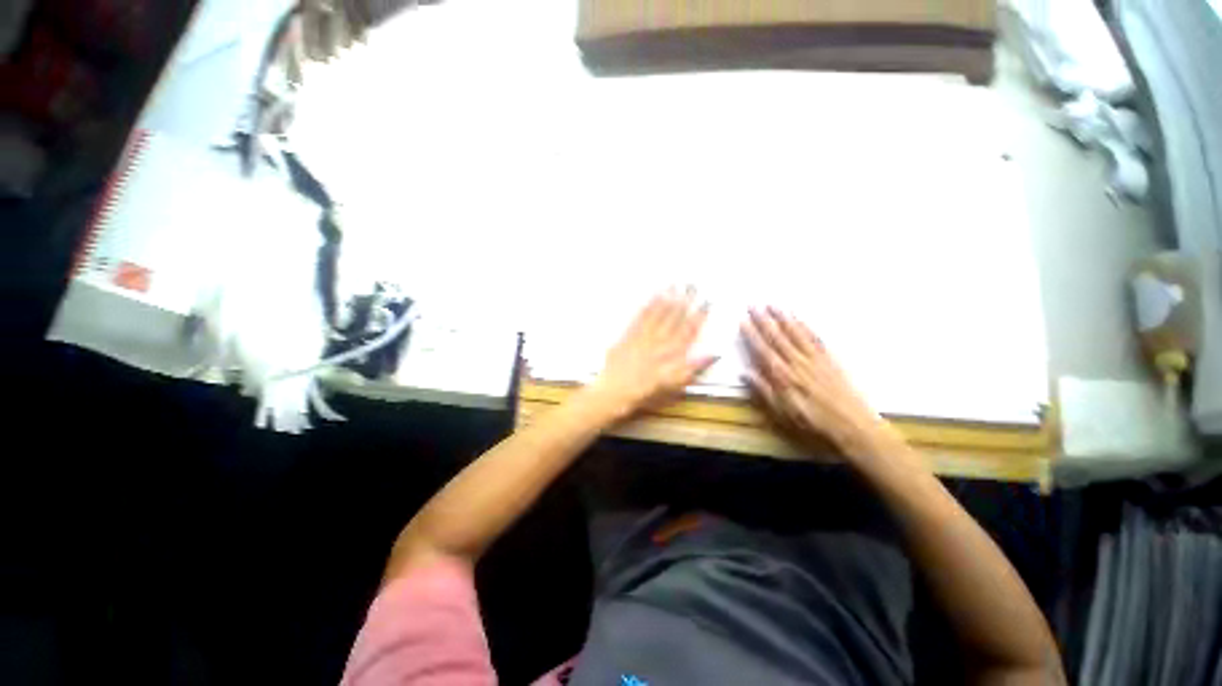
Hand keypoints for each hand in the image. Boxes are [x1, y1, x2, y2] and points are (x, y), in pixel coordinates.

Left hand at [588, 288, 717, 421]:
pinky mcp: (628, 335)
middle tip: (693, 284)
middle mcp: (659, 341)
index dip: (699, 315)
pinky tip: (653, 295)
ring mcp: (643, 336)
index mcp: (672, 354)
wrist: (614, 392)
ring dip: (667, 299)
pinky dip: (647, 306)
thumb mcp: (673, 385)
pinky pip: (640, 317)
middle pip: (674, 319)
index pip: (689, 331)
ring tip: (676, 284)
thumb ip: (693, 368)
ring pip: (658, 315)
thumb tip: (714, 354)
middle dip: (685, 301)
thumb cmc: (645, 393)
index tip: (707, 301)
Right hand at [741, 307, 899, 463]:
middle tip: (754, 304)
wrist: (853, 426)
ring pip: (796, 334)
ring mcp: (815, 359)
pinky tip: (800, 318)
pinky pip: (815, 339)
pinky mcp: (830, 360)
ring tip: (773, 305)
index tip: (743, 321)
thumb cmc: (813, 423)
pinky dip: (806, 327)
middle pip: (777, 337)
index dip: (752, 335)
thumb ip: (763, 391)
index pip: (763, 350)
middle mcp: (797, 363)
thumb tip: (745, 373)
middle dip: (764, 320)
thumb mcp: (782, 413)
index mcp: (783, 376)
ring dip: (783, 318)